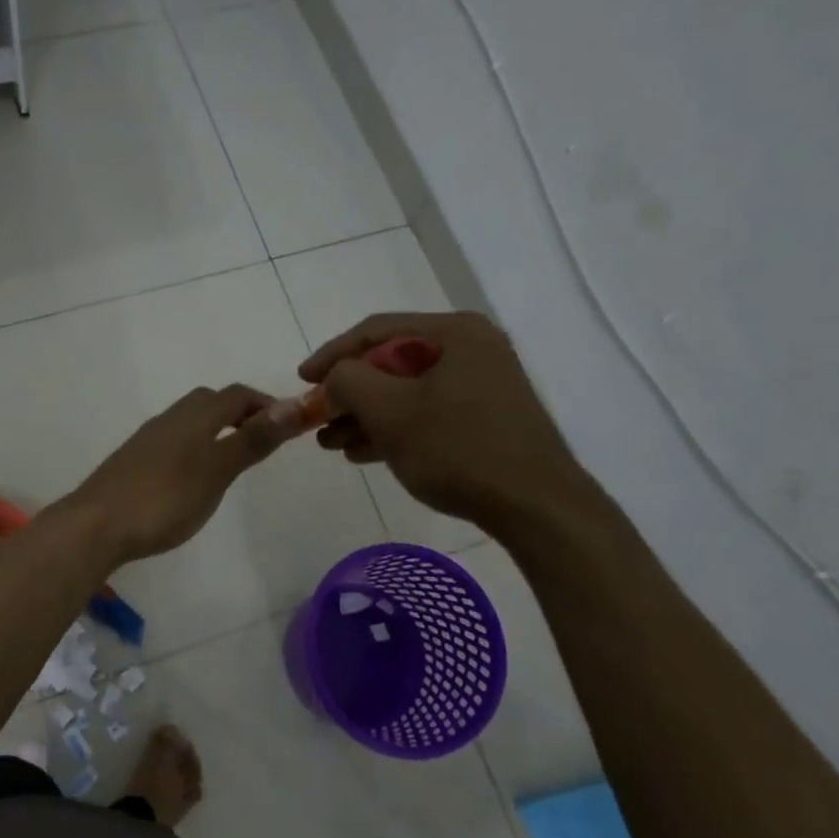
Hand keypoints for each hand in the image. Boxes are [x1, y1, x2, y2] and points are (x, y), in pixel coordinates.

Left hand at [64, 384, 292, 565]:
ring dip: (216, 428)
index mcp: (194, 416)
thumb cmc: (164, 498)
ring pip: (190, 420)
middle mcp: (170, 418)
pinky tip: (194, 476)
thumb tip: (295, 405)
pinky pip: (174, 440)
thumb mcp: (217, 471)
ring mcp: (148, 439)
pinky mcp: (133, 460)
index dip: (266, 403)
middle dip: (240, 412)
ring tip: (233, 458)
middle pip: (211, 402)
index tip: (289, 425)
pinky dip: (196, 445)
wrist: (96, 525)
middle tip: (263, 439)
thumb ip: (253, 440)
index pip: (237, 395)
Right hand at [299, 311, 585, 526]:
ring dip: (365, 415)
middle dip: (349, 393)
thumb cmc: (458, 448)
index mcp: (454, 332)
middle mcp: (471, 349)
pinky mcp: (485, 418)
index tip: (301, 381)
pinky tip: (361, 452)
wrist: (537, 507)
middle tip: (316, 419)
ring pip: (406, 391)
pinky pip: (426, 412)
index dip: (332, 354)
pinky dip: (393, 429)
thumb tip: (335, 377)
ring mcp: (481, 384)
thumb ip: (348, 381)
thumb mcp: (389, 411)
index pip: (376, 330)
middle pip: (390, 362)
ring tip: (330, 443)